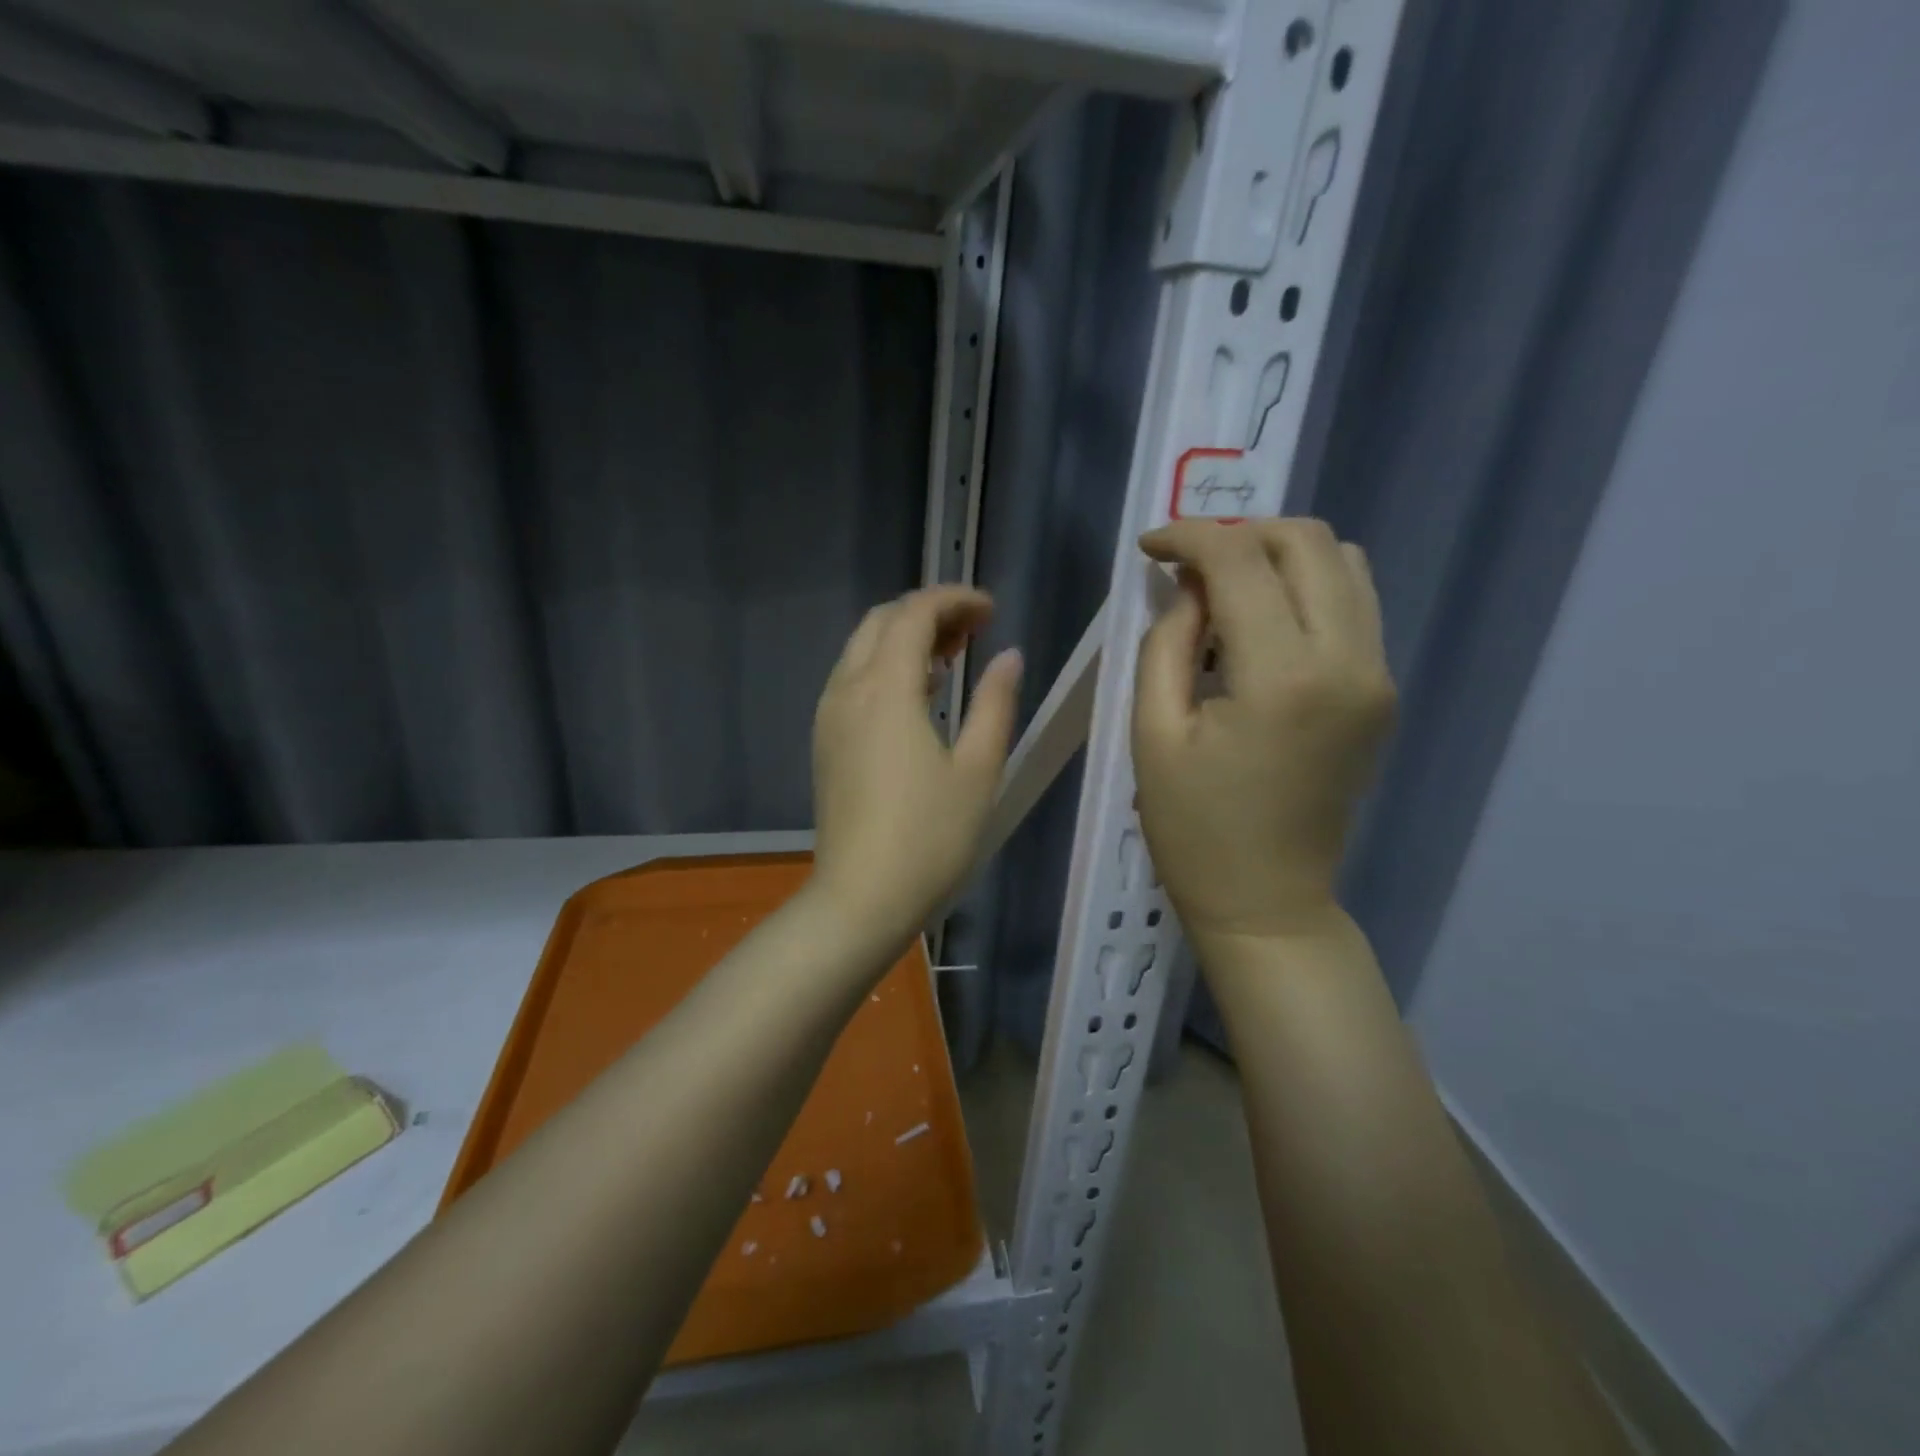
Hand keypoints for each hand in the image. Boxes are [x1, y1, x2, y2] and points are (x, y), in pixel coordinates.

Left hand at [809, 586, 1023, 951]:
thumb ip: (995, 704)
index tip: (991, 612)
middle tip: (975, 631)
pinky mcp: (825, 742)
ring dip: (905, 639)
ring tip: (953, 658)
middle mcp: (848, 689)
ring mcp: (829, 716)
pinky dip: (885, 668)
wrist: (860, 899)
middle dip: (928, 613)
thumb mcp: (978, 769)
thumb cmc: (930, 837)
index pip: (915, 614)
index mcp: (886, 688)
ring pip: (862, 649)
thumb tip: (1009, 657)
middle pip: (882, 622)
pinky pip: (852, 680)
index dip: (955, 600)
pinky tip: (919, 696)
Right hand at [1131, 519, 1394, 942]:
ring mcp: (1376, 676)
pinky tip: (1260, 624)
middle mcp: (1348, 661)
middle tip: (1188, 567)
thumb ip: (1168, 643)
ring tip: (1224, 590)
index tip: (1150, 548)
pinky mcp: (1381, 692)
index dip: (1190, 537)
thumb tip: (1188, 589)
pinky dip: (1305, 589)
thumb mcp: (1154, 733)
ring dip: (1278, 557)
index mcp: (1282, 677)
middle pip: (1308, 542)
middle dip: (1240, 535)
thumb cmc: (1194, 828)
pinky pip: (1353, 605)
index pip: (1241, 561)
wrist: (1268, 901)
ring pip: (1344, 563)